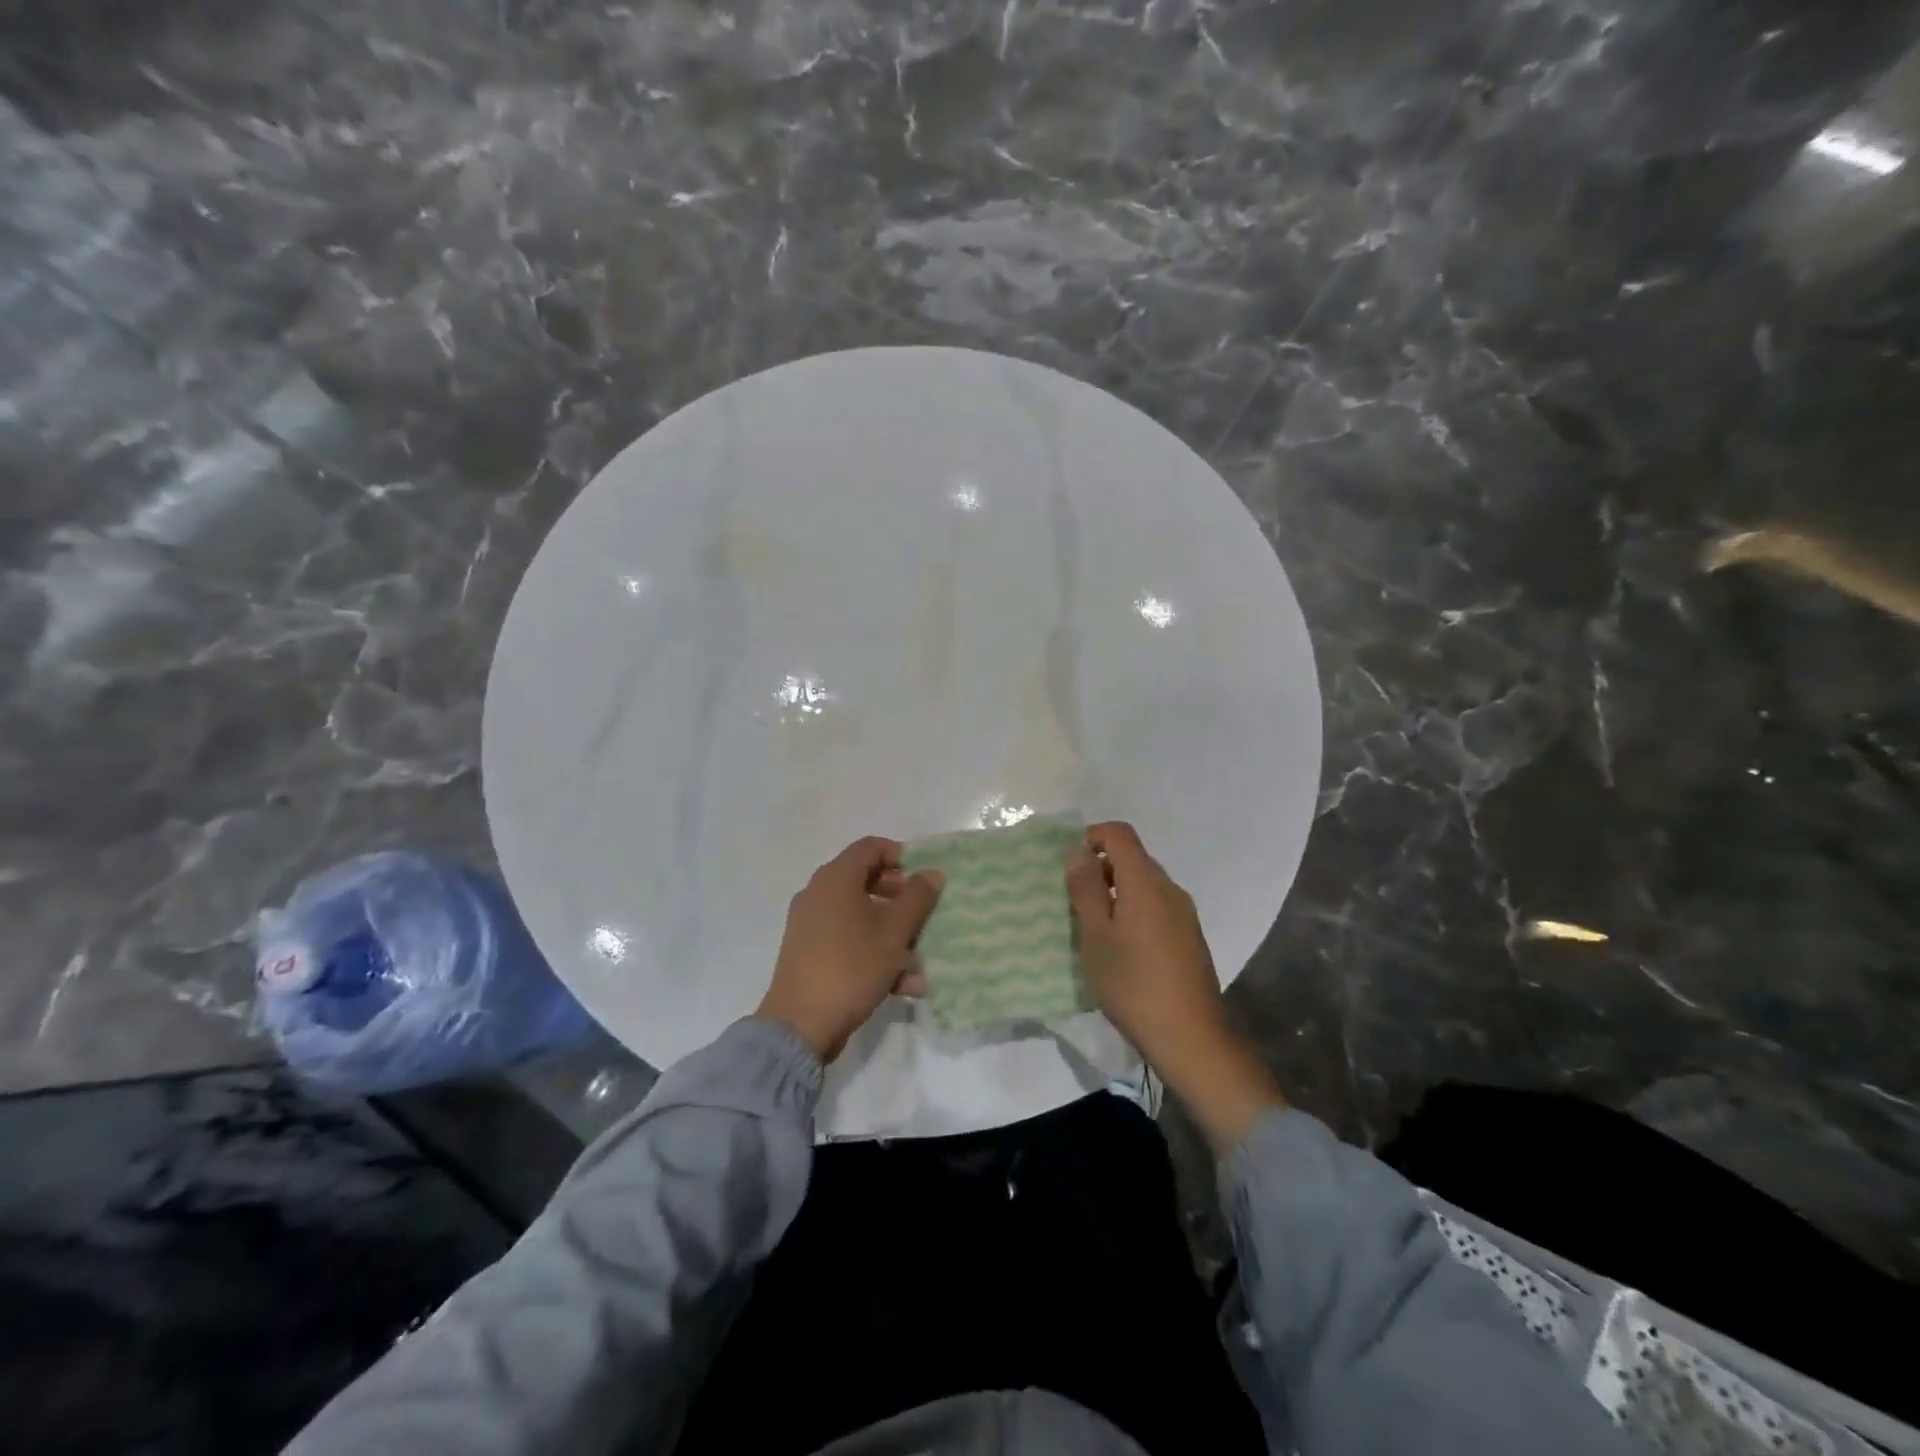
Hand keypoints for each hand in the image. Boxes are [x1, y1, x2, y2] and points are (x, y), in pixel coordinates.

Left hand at [757, 836, 943, 1063]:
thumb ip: (917, 897)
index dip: (901, 856)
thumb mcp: (894, 932)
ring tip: (920, 966)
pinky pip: (849, 941)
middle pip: (867, 882)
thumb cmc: (851, 966)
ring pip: (861, 917)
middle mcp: (819, 894)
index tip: (925, 879)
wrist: (800, 1025)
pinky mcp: (809, 953)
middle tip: (925, 916)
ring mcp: (811, 925)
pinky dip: (874, 955)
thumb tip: (932, 873)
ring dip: (893, 936)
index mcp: (835, 878)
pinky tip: (903, 986)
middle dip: (901, 901)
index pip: (871, 847)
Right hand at [1065, 821, 1283, 1148]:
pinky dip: (1133, 912)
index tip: (1069, 865)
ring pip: (1144, 884)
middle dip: (1100, 869)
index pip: (1120, 833)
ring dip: (1115, 893)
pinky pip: (1156, 907)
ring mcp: (1184, 913)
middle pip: (1133, 858)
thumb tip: (1078, 849)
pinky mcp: (1190, 937)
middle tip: (1073, 902)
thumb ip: (1085, 888)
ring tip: (1093, 929)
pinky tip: (1121, 949)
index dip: (1092, 837)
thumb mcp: (1095, 936)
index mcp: (1146, 882)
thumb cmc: (1133, 984)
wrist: (1191, 1038)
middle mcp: (1169, 888)